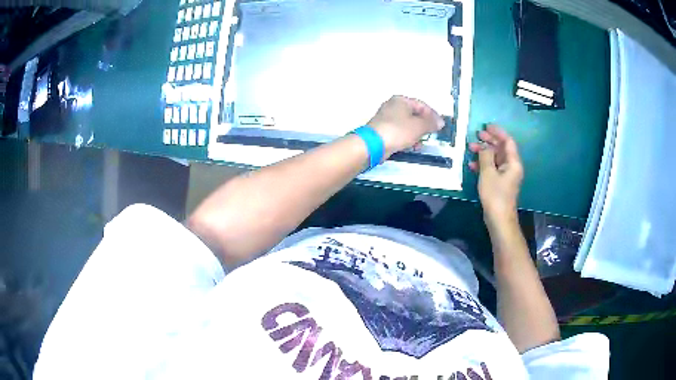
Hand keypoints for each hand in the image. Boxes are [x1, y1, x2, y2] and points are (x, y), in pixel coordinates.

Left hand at [368, 96, 444, 158]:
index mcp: (401, 100)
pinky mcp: (383, 131)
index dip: (433, 115)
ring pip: (407, 125)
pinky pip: (400, 133)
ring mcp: (386, 119)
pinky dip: (407, 138)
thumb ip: (431, 123)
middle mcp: (393, 107)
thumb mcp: (419, 126)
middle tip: (431, 135)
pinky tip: (412, 147)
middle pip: (414, 115)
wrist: (374, 144)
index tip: (440, 125)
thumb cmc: (398, 130)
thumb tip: (440, 122)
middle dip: (424, 126)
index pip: (421, 105)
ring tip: (421, 143)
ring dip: (416, 134)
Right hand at [469, 125, 523, 225]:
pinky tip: (472, 165)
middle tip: (476, 135)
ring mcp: (506, 175)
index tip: (486, 126)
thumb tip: (484, 147)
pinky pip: (492, 168)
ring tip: (470, 149)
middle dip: (489, 141)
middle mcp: (511, 167)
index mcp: (513, 162)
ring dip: (484, 152)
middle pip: (501, 149)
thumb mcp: (488, 172)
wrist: (499, 219)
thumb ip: (486, 156)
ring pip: (495, 158)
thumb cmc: (495, 195)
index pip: (508, 141)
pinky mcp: (500, 183)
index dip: (498, 132)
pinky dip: (483, 164)